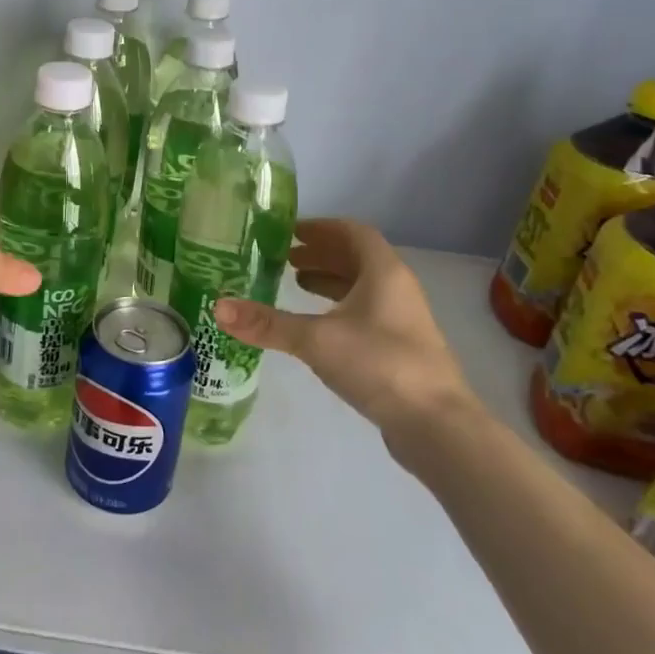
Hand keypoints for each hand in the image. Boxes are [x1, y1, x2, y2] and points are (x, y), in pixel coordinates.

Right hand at [214, 218, 478, 450]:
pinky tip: (317, 325)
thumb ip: (267, 324)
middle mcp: (397, 289)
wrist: (436, 425)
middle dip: (320, 253)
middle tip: (283, 257)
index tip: (289, 231)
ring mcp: (402, 320)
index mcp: (383, 272)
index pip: (352, 232)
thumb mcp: (315, 340)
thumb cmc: (379, 364)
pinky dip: (338, 308)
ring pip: (362, 287)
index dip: (321, 228)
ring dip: (329, 280)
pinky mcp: (400, 349)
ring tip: (294, 283)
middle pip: (357, 258)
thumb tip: (218, 307)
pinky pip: (365, 312)